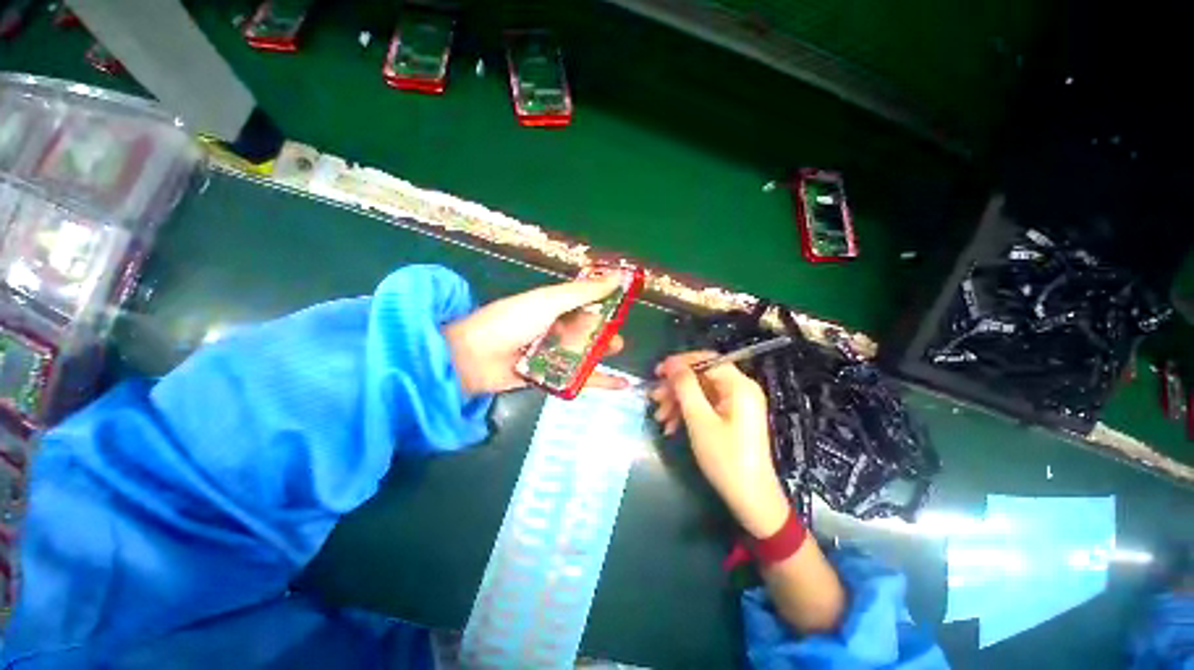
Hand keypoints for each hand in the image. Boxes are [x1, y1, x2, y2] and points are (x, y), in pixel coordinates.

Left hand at [443, 272, 628, 395]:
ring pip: (584, 352)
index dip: (605, 301)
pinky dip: (598, 381)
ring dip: (603, 353)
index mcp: (553, 306)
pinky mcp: (551, 376)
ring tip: (617, 351)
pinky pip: (579, 378)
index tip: (626, 302)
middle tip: (619, 333)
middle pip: (586, 329)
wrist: (474, 358)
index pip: (585, 301)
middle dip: (605, 330)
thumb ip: (582, 292)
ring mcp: (552, 353)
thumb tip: (616, 277)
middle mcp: (554, 328)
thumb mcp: (548, 301)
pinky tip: (619, 384)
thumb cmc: (512, 322)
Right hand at [650, 351, 789, 537]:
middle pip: (701, 376)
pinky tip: (671, 427)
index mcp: (739, 385)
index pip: (706, 360)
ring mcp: (736, 404)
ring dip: (678, 401)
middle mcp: (740, 389)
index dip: (680, 363)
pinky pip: (706, 406)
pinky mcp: (731, 417)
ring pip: (700, 392)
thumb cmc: (725, 458)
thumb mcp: (699, 420)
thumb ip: (685, 387)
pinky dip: (687, 413)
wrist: (750, 498)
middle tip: (653, 398)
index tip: (657, 372)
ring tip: (659, 417)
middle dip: (676, 387)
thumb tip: (672, 363)